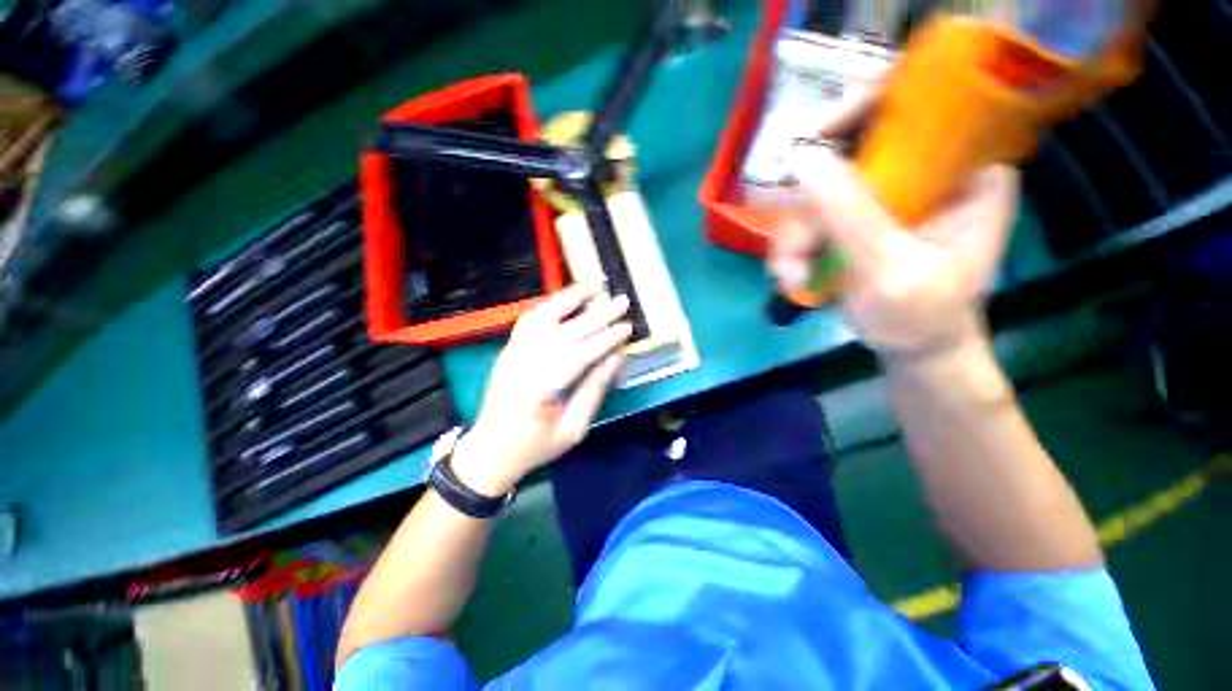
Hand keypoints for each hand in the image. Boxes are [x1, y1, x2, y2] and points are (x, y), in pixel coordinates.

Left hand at [452, 284, 631, 495]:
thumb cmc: (535, 446)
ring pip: (543, 318)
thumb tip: (615, 358)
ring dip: (569, 299)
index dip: (605, 340)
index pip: (578, 355)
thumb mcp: (572, 429)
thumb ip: (593, 391)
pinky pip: (528, 320)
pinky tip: (565, 298)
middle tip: (622, 301)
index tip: (627, 328)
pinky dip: (548, 305)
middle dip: (597, 315)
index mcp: (539, 390)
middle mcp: (521, 364)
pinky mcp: (508, 350)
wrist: (490, 450)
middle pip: (564, 332)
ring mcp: (511, 354)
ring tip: (593, 285)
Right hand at [769, 125, 1017, 356]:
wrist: (912, 346)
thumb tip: (802, 158)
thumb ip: (851, 215)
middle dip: (811, 205)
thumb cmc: (921, 316)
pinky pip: (811, 215)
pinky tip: (792, 274)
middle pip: (853, 152)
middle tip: (795, 249)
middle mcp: (927, 171)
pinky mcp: (859, 217)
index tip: (814, 138)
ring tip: (790, 275)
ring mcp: (888, 194)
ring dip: (796, 235)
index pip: (920, 106)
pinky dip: (794, 244)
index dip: (864, 108)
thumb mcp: (891, 270)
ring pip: (820, 191)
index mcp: (967, 170)